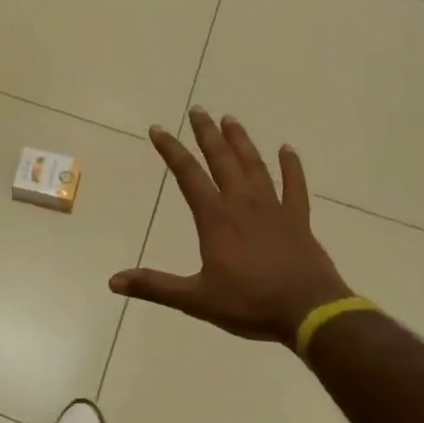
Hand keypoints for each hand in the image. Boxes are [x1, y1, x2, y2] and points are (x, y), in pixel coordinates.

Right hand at [111, 108, 349, 345]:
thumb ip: (155, 287)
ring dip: (241, 141)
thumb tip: (113, 281)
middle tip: (198, 109)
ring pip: (255, 165)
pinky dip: (291, 166)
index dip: (171, 150)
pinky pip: (295, 186)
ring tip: (230, 119)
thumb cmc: (250, 304)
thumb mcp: (196, 299)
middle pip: (222, 160)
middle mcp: (243, 204)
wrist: (310, 313)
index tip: (157, 129)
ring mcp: (274, 209)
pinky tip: (287, 149)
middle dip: (207, 134)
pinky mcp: (298, 220)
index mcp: (216, 219)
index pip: (188, 175)